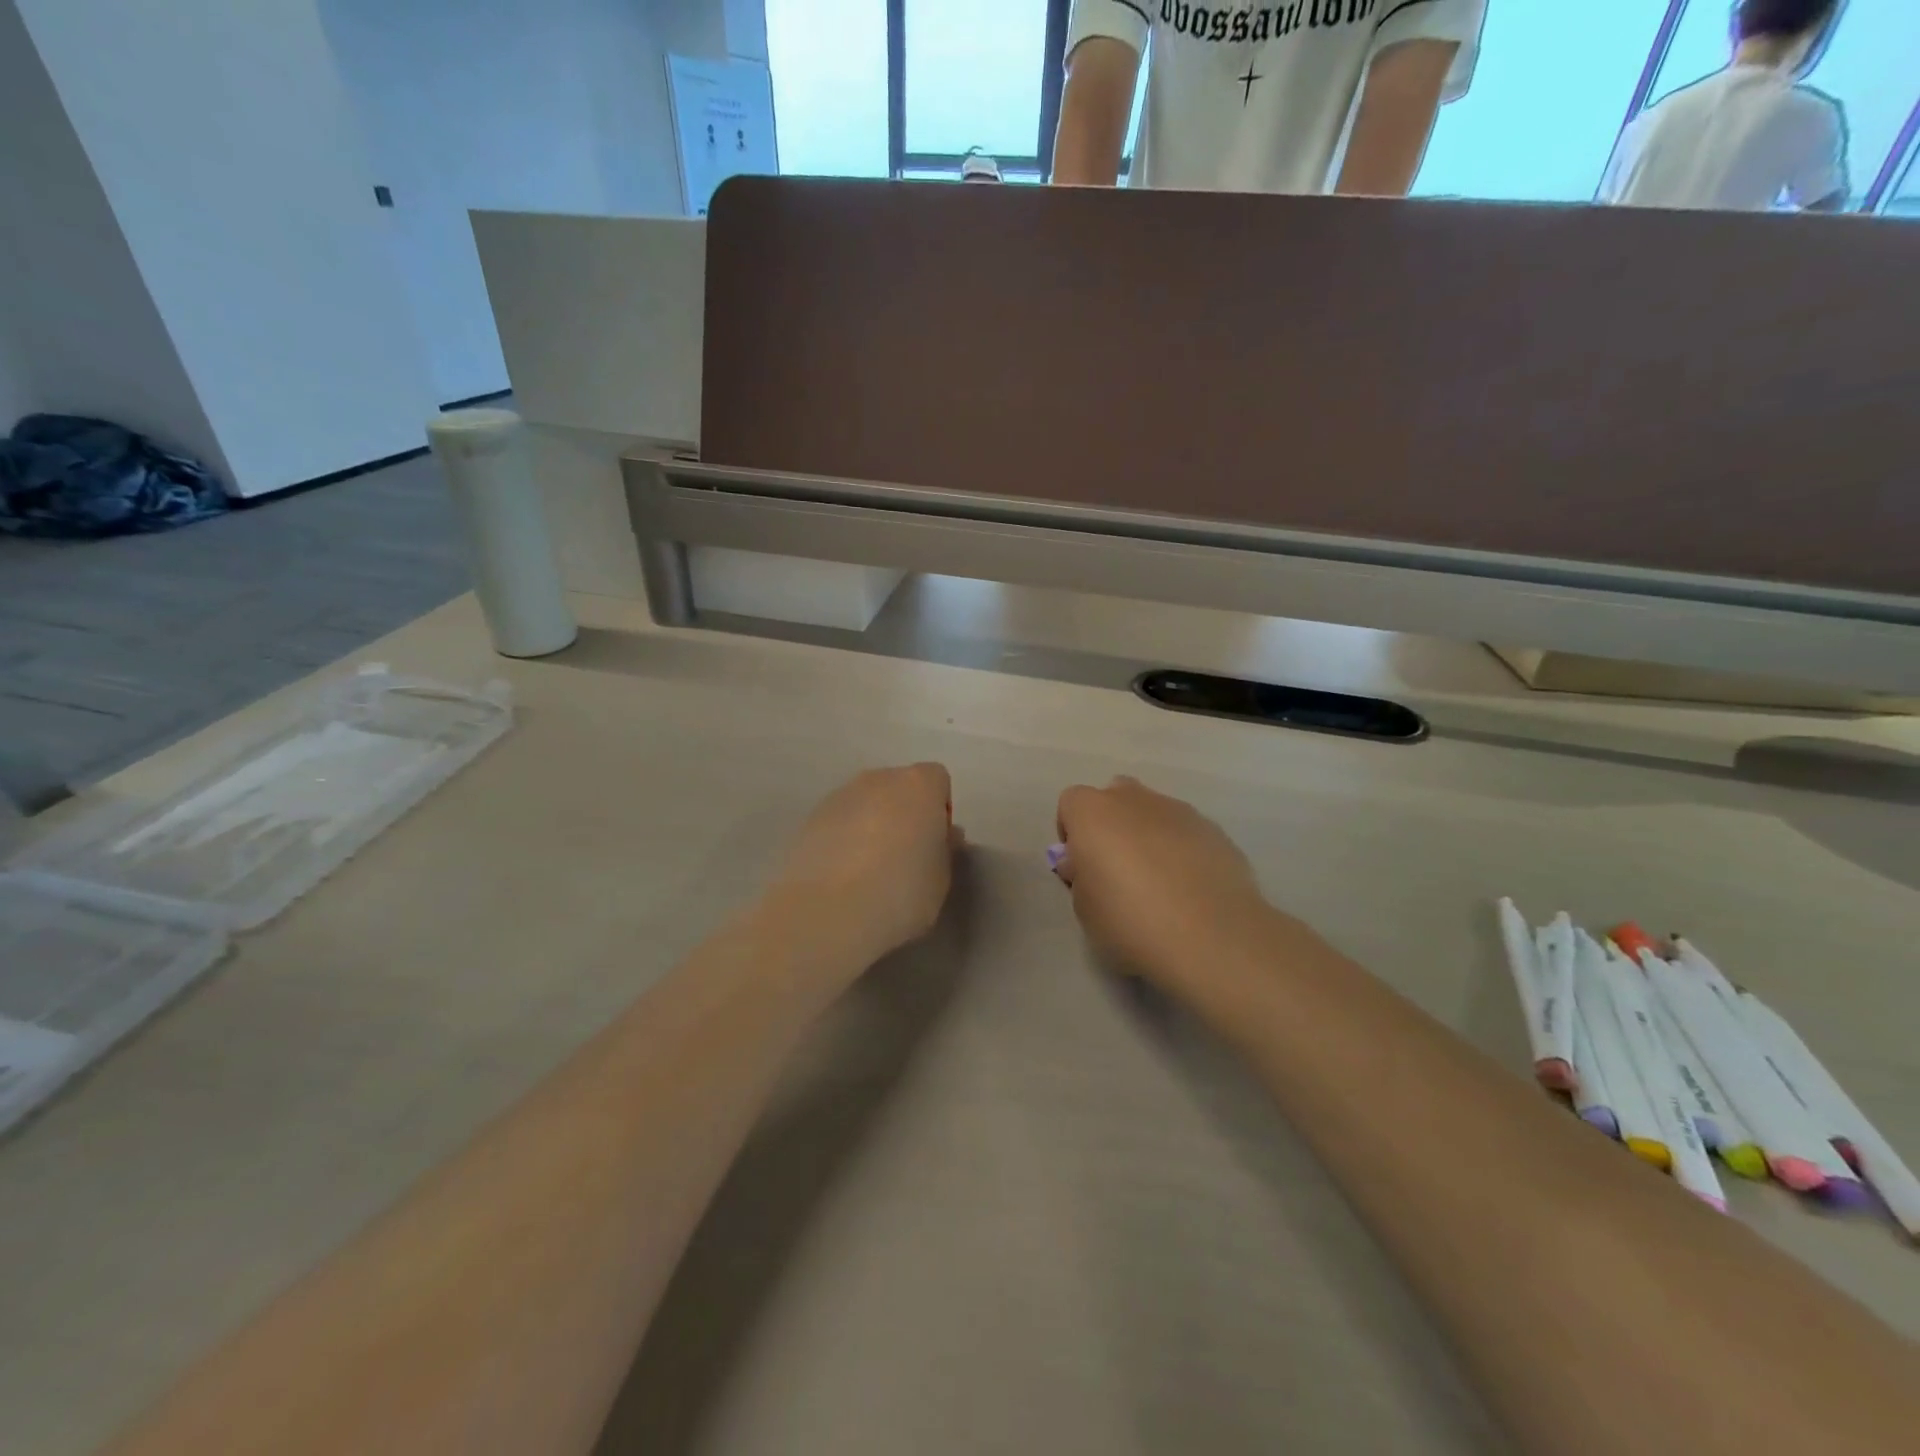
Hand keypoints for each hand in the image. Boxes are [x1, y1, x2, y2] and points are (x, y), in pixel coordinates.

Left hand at [762, 763, 959, 977]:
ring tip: (869, 869)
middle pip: (899, 787)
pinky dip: (844, 838)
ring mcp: (840, 795)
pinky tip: (843, 874)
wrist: (827, 912)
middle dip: (905, 812)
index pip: (937, 780)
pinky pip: (840, 821)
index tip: (935, 843)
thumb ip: (944, 849)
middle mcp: (878, 779)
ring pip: (867, 803)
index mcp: (918, 785)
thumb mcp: (941, 879)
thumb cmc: (900, 892)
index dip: (940, 810)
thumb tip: (942, 836)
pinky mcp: (810, 818)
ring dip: (873, 824)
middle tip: (906, 856)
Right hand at [1054, 777, 1273, 991]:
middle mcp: (1135, 800)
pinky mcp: (1215, 830)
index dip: (1072, 833)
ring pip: (1154, 812)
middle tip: (1116, 869)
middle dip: (1111, 824)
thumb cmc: (1130, 921)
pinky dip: (1182, 850)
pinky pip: (1186, 832)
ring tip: (1159, 884)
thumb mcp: (1084, 909)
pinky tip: (1189, 889)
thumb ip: (1081, 877)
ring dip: (1148, 836)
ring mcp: (1179, 811)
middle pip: (1115, 796)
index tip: (1080, 866)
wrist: (1211, 937)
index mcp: (1093, 812)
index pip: (1071, 803)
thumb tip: (1086, 865)